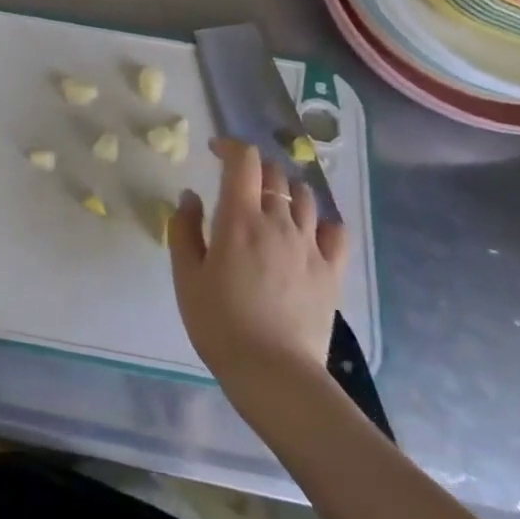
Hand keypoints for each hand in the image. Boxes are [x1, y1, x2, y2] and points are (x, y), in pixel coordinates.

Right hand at [168, 138, 346, 383]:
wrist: (273, 372)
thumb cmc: (219, 323)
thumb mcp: (186, 276)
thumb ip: (184, 229)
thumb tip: (191, 196)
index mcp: (240, 218)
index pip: (244, 161)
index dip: (230, 146)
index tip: (215, 151)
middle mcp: (279, 221)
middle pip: (275, 173)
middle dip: (254, 168)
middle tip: (237, 183)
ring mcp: (311, 245)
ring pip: (304, 196)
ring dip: (285, 189)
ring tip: (271, 204)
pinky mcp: (332, 270)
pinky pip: (334, 229)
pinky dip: (319, 219)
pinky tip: (307, 230)